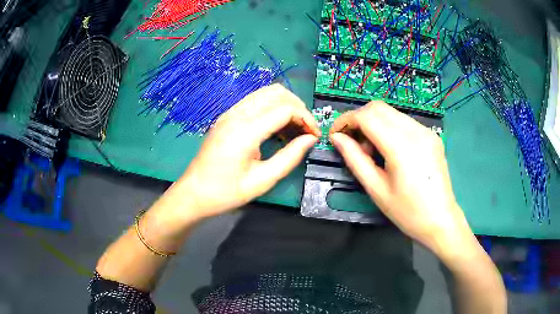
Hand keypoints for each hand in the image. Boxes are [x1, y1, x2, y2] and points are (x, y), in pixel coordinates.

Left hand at [166, 84, 319, 221]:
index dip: (306, 119)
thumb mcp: (262, 181)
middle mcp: (237, 114)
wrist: (194, 193)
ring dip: (285, 104)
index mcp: (245, 130)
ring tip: (294, 128)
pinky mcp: (227, 116)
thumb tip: (310, 139)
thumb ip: (289, 157)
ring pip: (266, 92)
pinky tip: (276, 127)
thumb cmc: (226, 192)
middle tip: (306, 130)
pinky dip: (272, 107)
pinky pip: (255, 101)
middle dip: (298, 107)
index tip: (315, 136)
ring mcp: (230, 113)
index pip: (285, 109)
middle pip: (277, 93)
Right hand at [329, 101, 473, 256]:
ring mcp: (426, 131)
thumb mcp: (376, 189)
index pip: (366, 116)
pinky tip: (389, 150)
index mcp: (401, 146)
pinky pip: (403, 121)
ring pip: (390, 112)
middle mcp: (415, 131)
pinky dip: (389, 128)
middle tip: (353, 143)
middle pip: (378, 107)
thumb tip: (337, 138)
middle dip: (358, 119)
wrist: (441, 220)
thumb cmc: (407, 212)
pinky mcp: (431, 135)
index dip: (345, 120)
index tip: (335, 134)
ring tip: (372, 151)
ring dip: (374, 123)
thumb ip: (355, 159)